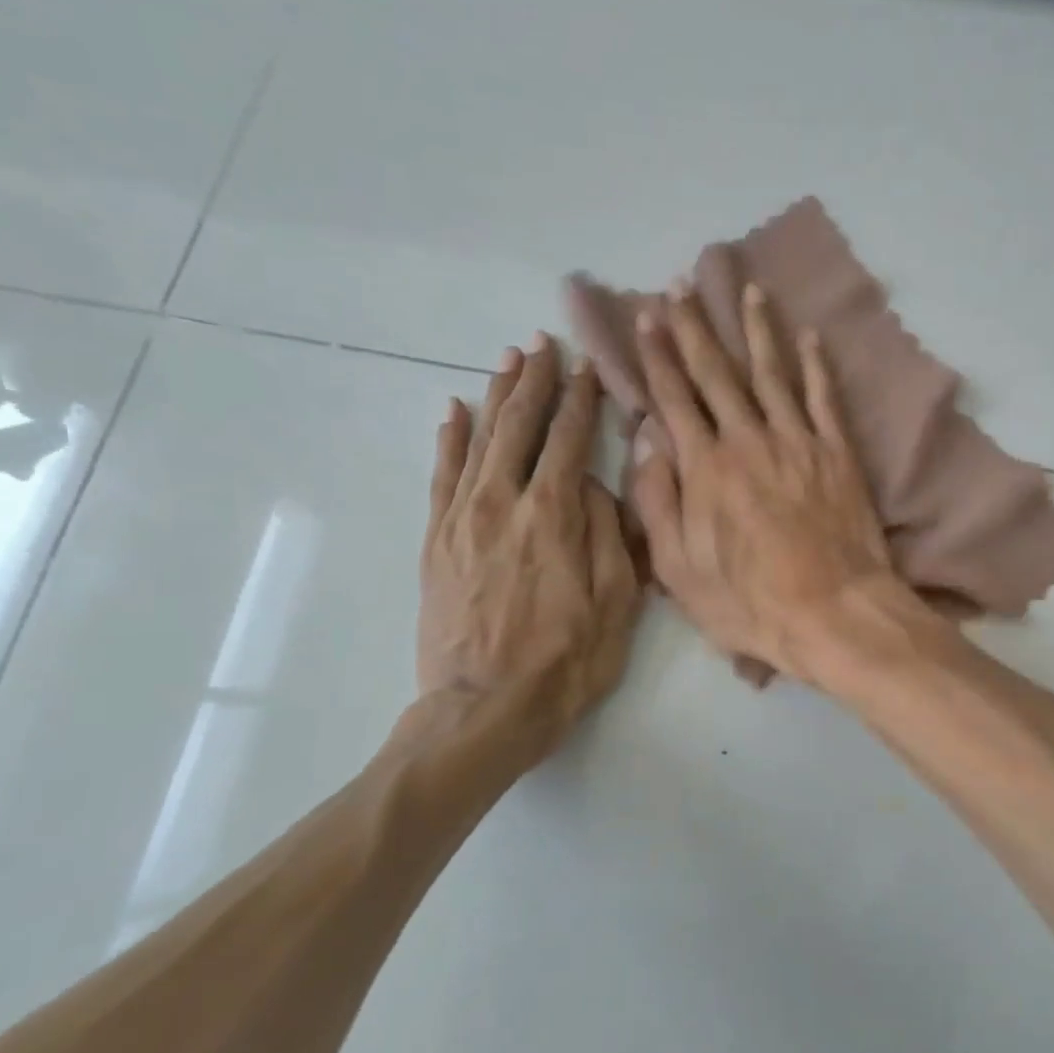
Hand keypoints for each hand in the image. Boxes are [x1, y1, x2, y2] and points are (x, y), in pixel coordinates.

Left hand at [417, 336, 641, 773]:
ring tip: (507, 361)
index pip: (568, 439)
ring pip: (478, 440)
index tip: (588, 367)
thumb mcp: (616, 600)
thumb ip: (609, 531)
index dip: (580, 400)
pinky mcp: (436, 542)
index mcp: (553, 515)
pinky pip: (441, 476)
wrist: (485, 709)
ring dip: (495, 396)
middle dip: (534, 381)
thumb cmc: (567, 660)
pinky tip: (455, 412)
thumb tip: (594, 482)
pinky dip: (450, 440)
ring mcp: (462, 520)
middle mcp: (502, 503)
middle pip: (519, 426)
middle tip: (544, 343)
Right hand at [628, 283, 897, 683]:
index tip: (647, 317)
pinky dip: (816, 365)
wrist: (834, 612)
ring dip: (757, 328)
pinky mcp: (838, 453)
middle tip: (682, 286)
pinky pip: (824, 398)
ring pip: (772, 373)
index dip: (658, 355)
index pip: (674, 397)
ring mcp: (798, 442)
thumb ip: (657, 500)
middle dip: (696, 327)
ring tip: (748, 289)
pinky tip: (810, 336)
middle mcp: (749, 440)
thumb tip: (645, 439)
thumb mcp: (678, 569)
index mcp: (705, 467)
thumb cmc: (749, 602)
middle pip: (717, 373)